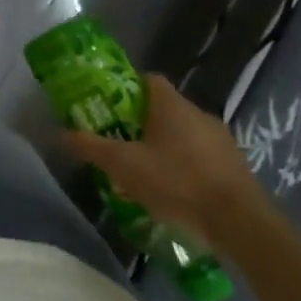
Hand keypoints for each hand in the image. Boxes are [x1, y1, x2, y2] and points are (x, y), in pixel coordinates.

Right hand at [66, 73, 267, 242]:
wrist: (238, 221)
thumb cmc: (176, 181)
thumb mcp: (123, 165)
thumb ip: (92, 147)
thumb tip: (62, 133)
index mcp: (172, 105)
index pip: (148, 80)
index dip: (127, 88)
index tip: (109, 105)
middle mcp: (199, 114)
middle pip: (164, 108)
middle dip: (140, 123)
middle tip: (120, 142)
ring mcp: (220, 139)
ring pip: (183, 134)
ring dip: (164, 147)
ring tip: (144, 171)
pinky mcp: (234, 165)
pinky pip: (200, 156)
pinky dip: (184, 166)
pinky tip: (172, 191)